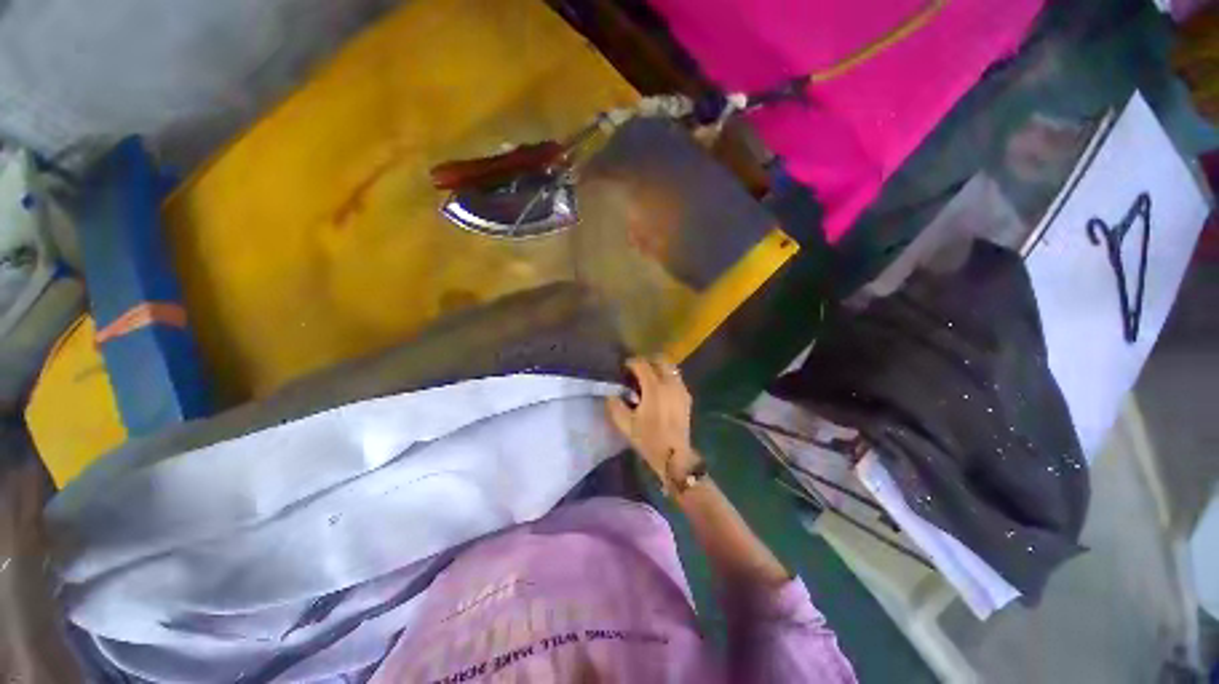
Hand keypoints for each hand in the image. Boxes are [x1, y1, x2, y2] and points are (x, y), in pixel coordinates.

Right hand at [606, 356, 698, 481]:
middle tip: (636, 371)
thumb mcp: (625, 424)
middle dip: (647, 361)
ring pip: (670, 367)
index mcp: (654, 388)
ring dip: (658, 368)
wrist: (674, 455)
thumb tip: (611, 393)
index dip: (630, 363)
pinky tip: (659, 390)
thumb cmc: (648, 439)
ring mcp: (681, 389)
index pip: (642, 364)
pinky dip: (667, 377)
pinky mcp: (687, 397)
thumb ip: (615, 405)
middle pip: (659, 360)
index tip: (623, 368)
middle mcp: (669, 383)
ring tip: (648, 379)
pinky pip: (676, 378)